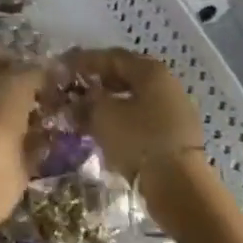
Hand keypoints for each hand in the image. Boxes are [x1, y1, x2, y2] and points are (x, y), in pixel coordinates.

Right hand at [63, 50, 209, 224]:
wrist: (179, 186)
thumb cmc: (138, 140)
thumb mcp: (102, 116)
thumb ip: (86, 102)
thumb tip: (77, 100)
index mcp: (150, 70)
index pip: (111, 57)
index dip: (84, 61)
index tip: (63, 68)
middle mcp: (167, 83)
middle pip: (125, 76)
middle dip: (98, 82)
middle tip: (74, 90)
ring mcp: (175, 110)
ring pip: (135, 99)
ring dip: (110, 103)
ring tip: (86, 113)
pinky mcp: (177, 135)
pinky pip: (144, 119)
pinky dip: (123, 120)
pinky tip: (106, 131)